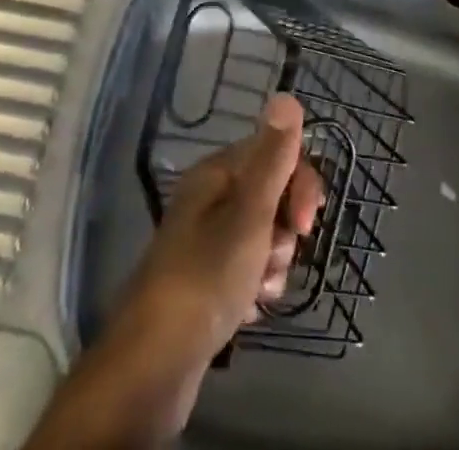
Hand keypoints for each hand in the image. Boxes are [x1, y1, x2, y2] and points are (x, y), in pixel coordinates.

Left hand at [116, 94, 324, 365]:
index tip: (303, 224)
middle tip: (274, 259)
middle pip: (272, 195)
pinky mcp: (209, 281)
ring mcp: (208, 240)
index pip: (275, 153)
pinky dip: (257, 287)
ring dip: (273, 263)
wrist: (154, 364)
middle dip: (285, 230)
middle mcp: (211, 198)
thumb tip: (287, 95)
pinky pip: (249, 270)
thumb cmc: (206, 278)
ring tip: (258, 291)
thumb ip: (272, 157)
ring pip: (265, 236)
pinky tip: (249, 310)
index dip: (299, 184)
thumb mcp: (248, 214)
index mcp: (217, 173)